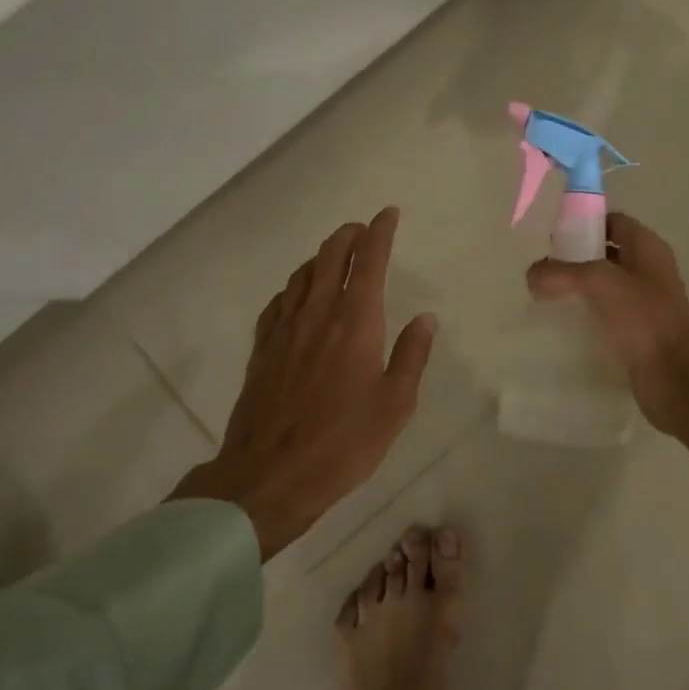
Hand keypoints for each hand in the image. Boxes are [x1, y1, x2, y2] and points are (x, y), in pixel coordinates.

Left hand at [172, 207, 436, 557]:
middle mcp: (317, 314)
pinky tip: (297, 296)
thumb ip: (411, 357)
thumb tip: (426, 318)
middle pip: (330, 256)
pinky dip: (294, 287)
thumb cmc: (343, 444)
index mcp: (355, 322)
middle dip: (348, 235)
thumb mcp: (394, 405)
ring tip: (334, 255)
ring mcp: (284, 330)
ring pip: (302, 275)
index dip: (380, 232)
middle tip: (362, 229)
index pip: (370, 261)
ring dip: (321, 256)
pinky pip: (278, 302)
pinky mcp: (262, 349)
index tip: (388, 214)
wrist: (269, 476)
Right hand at [526, 213, 688, 492]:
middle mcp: (648, 270)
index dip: (584, 223)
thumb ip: (560, 272)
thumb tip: (531, 276)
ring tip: (546, 296)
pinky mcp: (637, 332)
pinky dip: (586, 315)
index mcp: (647, 247)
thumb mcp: (597, 282)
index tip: (552, 238)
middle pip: (606, 253)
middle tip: (543, 269)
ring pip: (605, 286)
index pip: (613, 221)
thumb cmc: (642, 317)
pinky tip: (563, 324)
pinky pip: (606, 314)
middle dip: (575, 258)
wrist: (675, 375)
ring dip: (578, 288)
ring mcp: (644, 302)